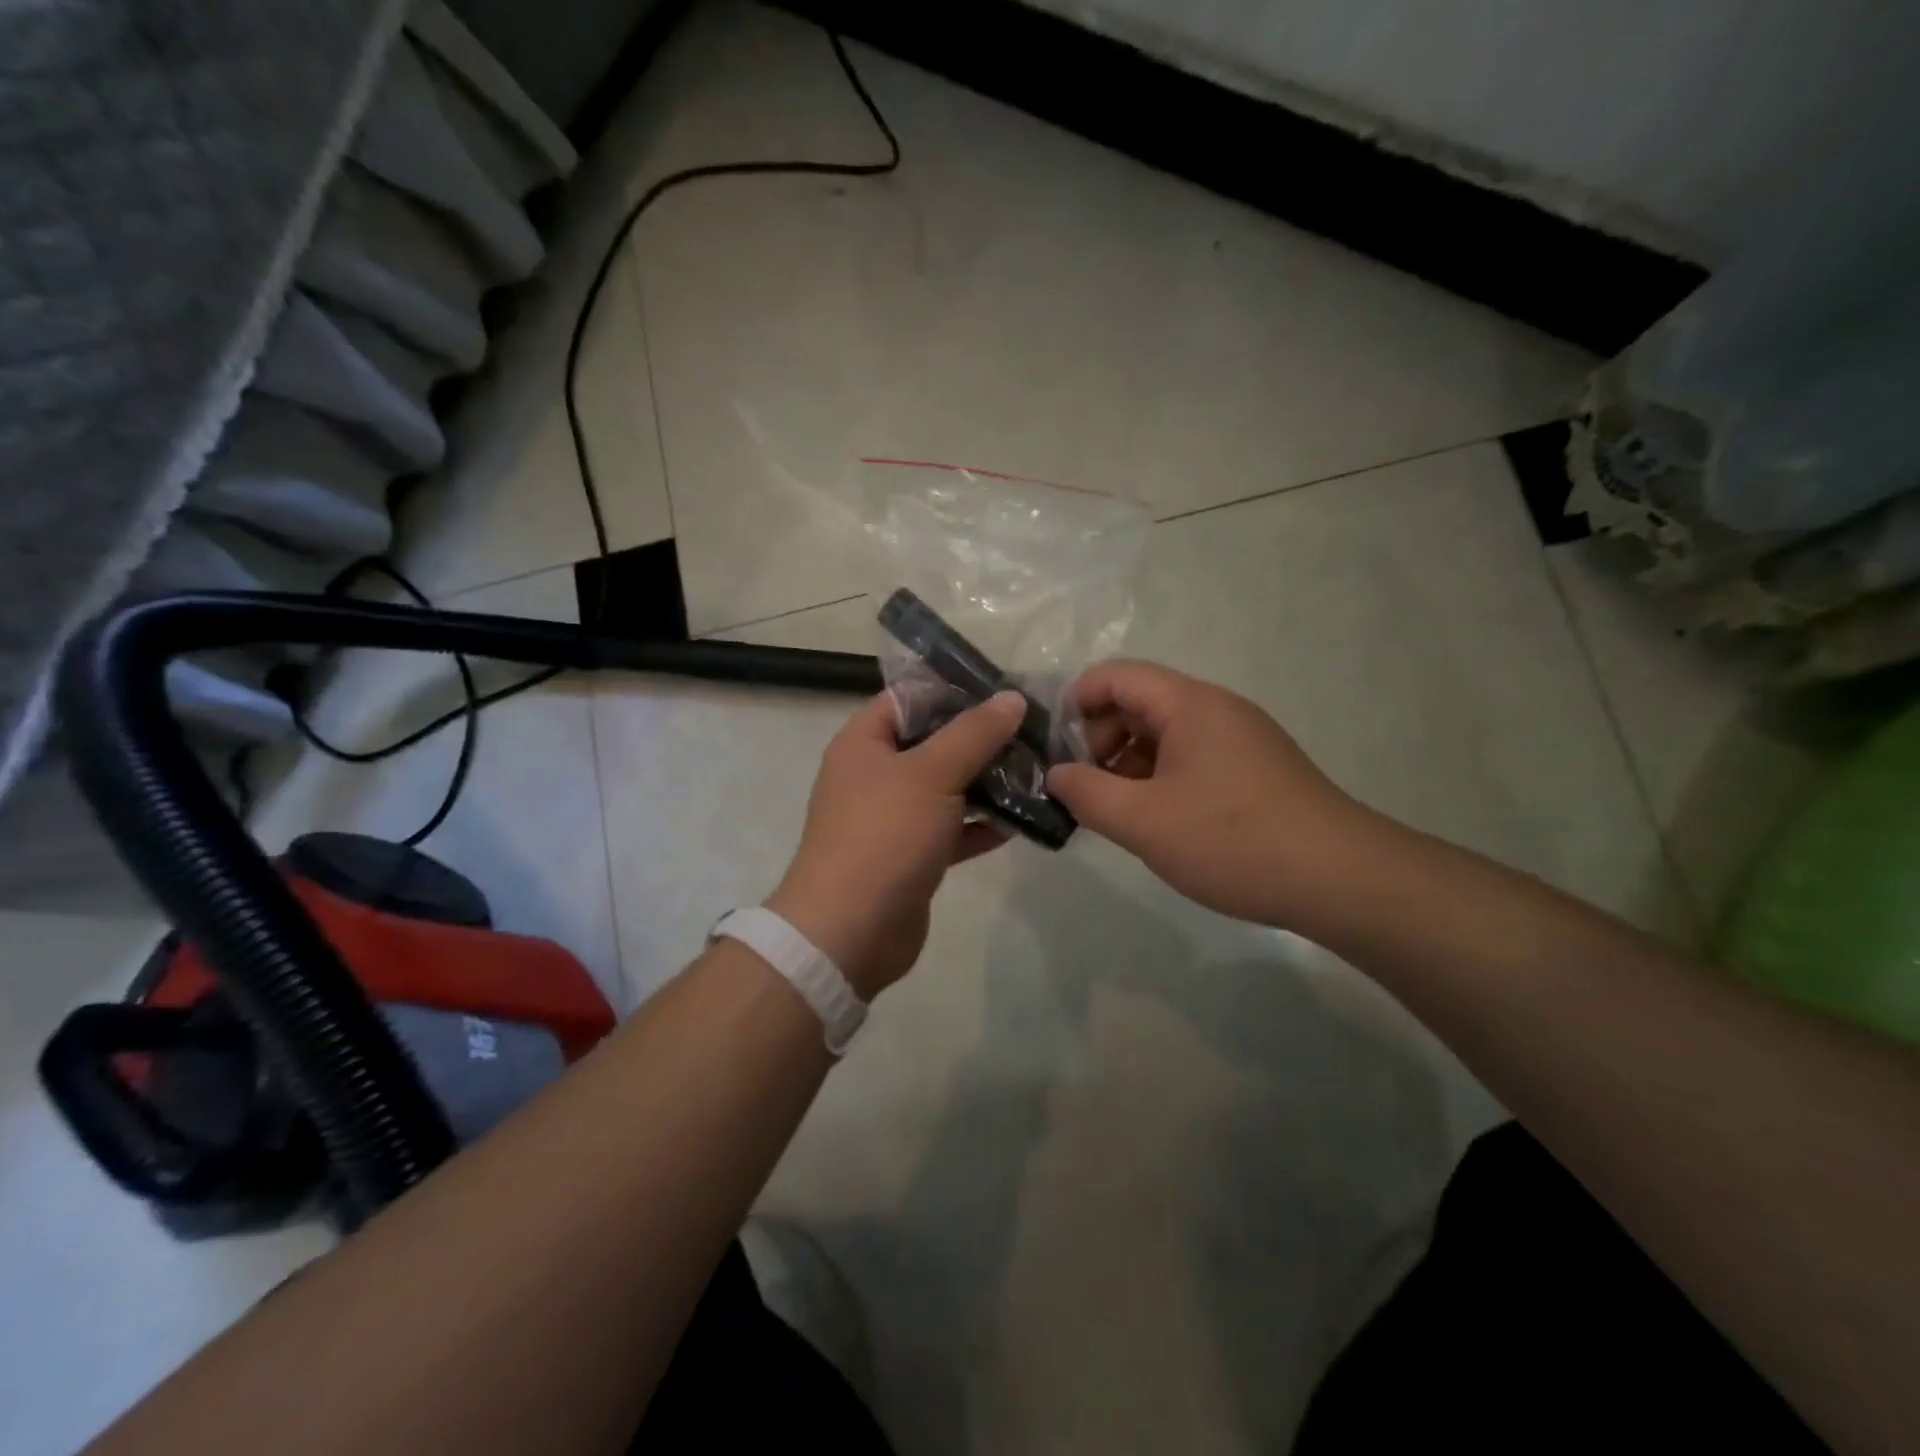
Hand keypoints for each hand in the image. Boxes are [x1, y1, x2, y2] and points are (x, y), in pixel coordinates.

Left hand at [766, 690, 1024, 998]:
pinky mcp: (912, 855)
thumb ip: (974, 733)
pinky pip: (952, 829)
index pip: (911, 698)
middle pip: (934, 742)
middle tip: (1036, 733)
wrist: (850, 932)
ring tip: (1040, 772)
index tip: (1007, 692)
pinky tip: (1024, 820)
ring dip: (988, 782)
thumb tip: (1012, 698)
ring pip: (947, 787)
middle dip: (982, 739)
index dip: (956, 691)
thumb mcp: (932, 773)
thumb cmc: (884, 836)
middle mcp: (875, 774)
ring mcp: (893, 817)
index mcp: (865, 742)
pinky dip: (982, 825)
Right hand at [1046, 660, 1369, 926]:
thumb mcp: (1144, 822)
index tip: (1055, 752)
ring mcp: (1239, 739)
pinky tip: (1155, 822)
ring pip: (1163, 734)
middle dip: (1099, 740)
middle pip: (1138, 703)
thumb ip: (1086, 794)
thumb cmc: (1234, 841)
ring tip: (1114, 812)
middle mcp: (1216, 709)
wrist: (1341, 881)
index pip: (1115, 676)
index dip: (1075, 705)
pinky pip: (1190, 758)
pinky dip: (1159, 780)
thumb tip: (1055, 776)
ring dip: (1128, 765)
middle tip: (1083, 790)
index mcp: (1190, 704)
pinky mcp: (1253, 770)